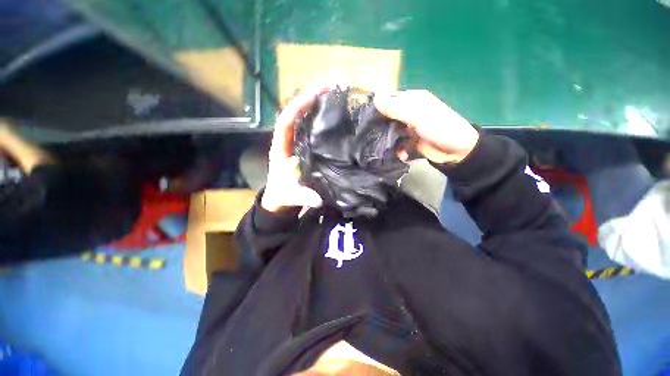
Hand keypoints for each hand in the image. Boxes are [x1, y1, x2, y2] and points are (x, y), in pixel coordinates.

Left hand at [261, 87, 326, 212]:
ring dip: (318, 103)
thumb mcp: (291, 196)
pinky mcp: (306, 146)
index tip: (314, 94)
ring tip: (336, 91)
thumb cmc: (283, 194)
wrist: (281, 197)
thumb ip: (303, 197)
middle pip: (297, 112)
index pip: (286, 121)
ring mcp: (298, 141)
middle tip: (332, 84)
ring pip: (305, 117)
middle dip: (311, 96)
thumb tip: (317, 199)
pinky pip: (313, 128)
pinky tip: (336, 112)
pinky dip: (323, 117)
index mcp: (280, 148)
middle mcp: (288, 140)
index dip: (298, 107)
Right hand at [374, 90, 478, 163]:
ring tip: (388, 149)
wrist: (457, 151)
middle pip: (387, 117)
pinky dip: (398, 149)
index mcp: (412, 100)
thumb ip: (397, 108)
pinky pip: (397, 143)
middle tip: (373, 137)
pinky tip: (402, 155)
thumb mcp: (418, 116)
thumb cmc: (440, 128)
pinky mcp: (409, 140)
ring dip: (389, 141)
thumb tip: (375, 98)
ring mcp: (408, 127)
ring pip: (390, 131)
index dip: (377, 108)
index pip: (388, 100)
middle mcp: (408, 112)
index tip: (366, 120)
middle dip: (381, 128)